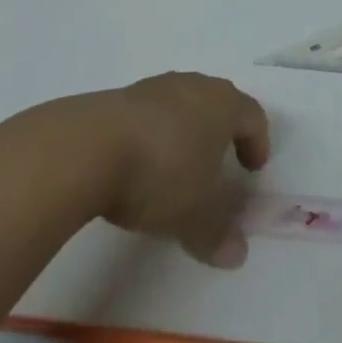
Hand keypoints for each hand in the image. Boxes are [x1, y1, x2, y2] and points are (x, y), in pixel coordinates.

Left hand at [78, 73, 270, 266]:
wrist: (84, 149)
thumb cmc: (159, 173)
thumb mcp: (194, 213)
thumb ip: (217, 232)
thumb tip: (238, 255)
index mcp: (225, 104)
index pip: (253, 117)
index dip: (257, 143)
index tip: (253, 169)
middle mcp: (195, 86)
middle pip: (218, 104)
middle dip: (222, 132)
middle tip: (219, 163)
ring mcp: (154, 88)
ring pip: (181, 106)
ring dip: (184, 131)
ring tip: (174, 165)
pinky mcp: (116, 97)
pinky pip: (146, 114)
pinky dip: (150, 135)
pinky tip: (135, 163)